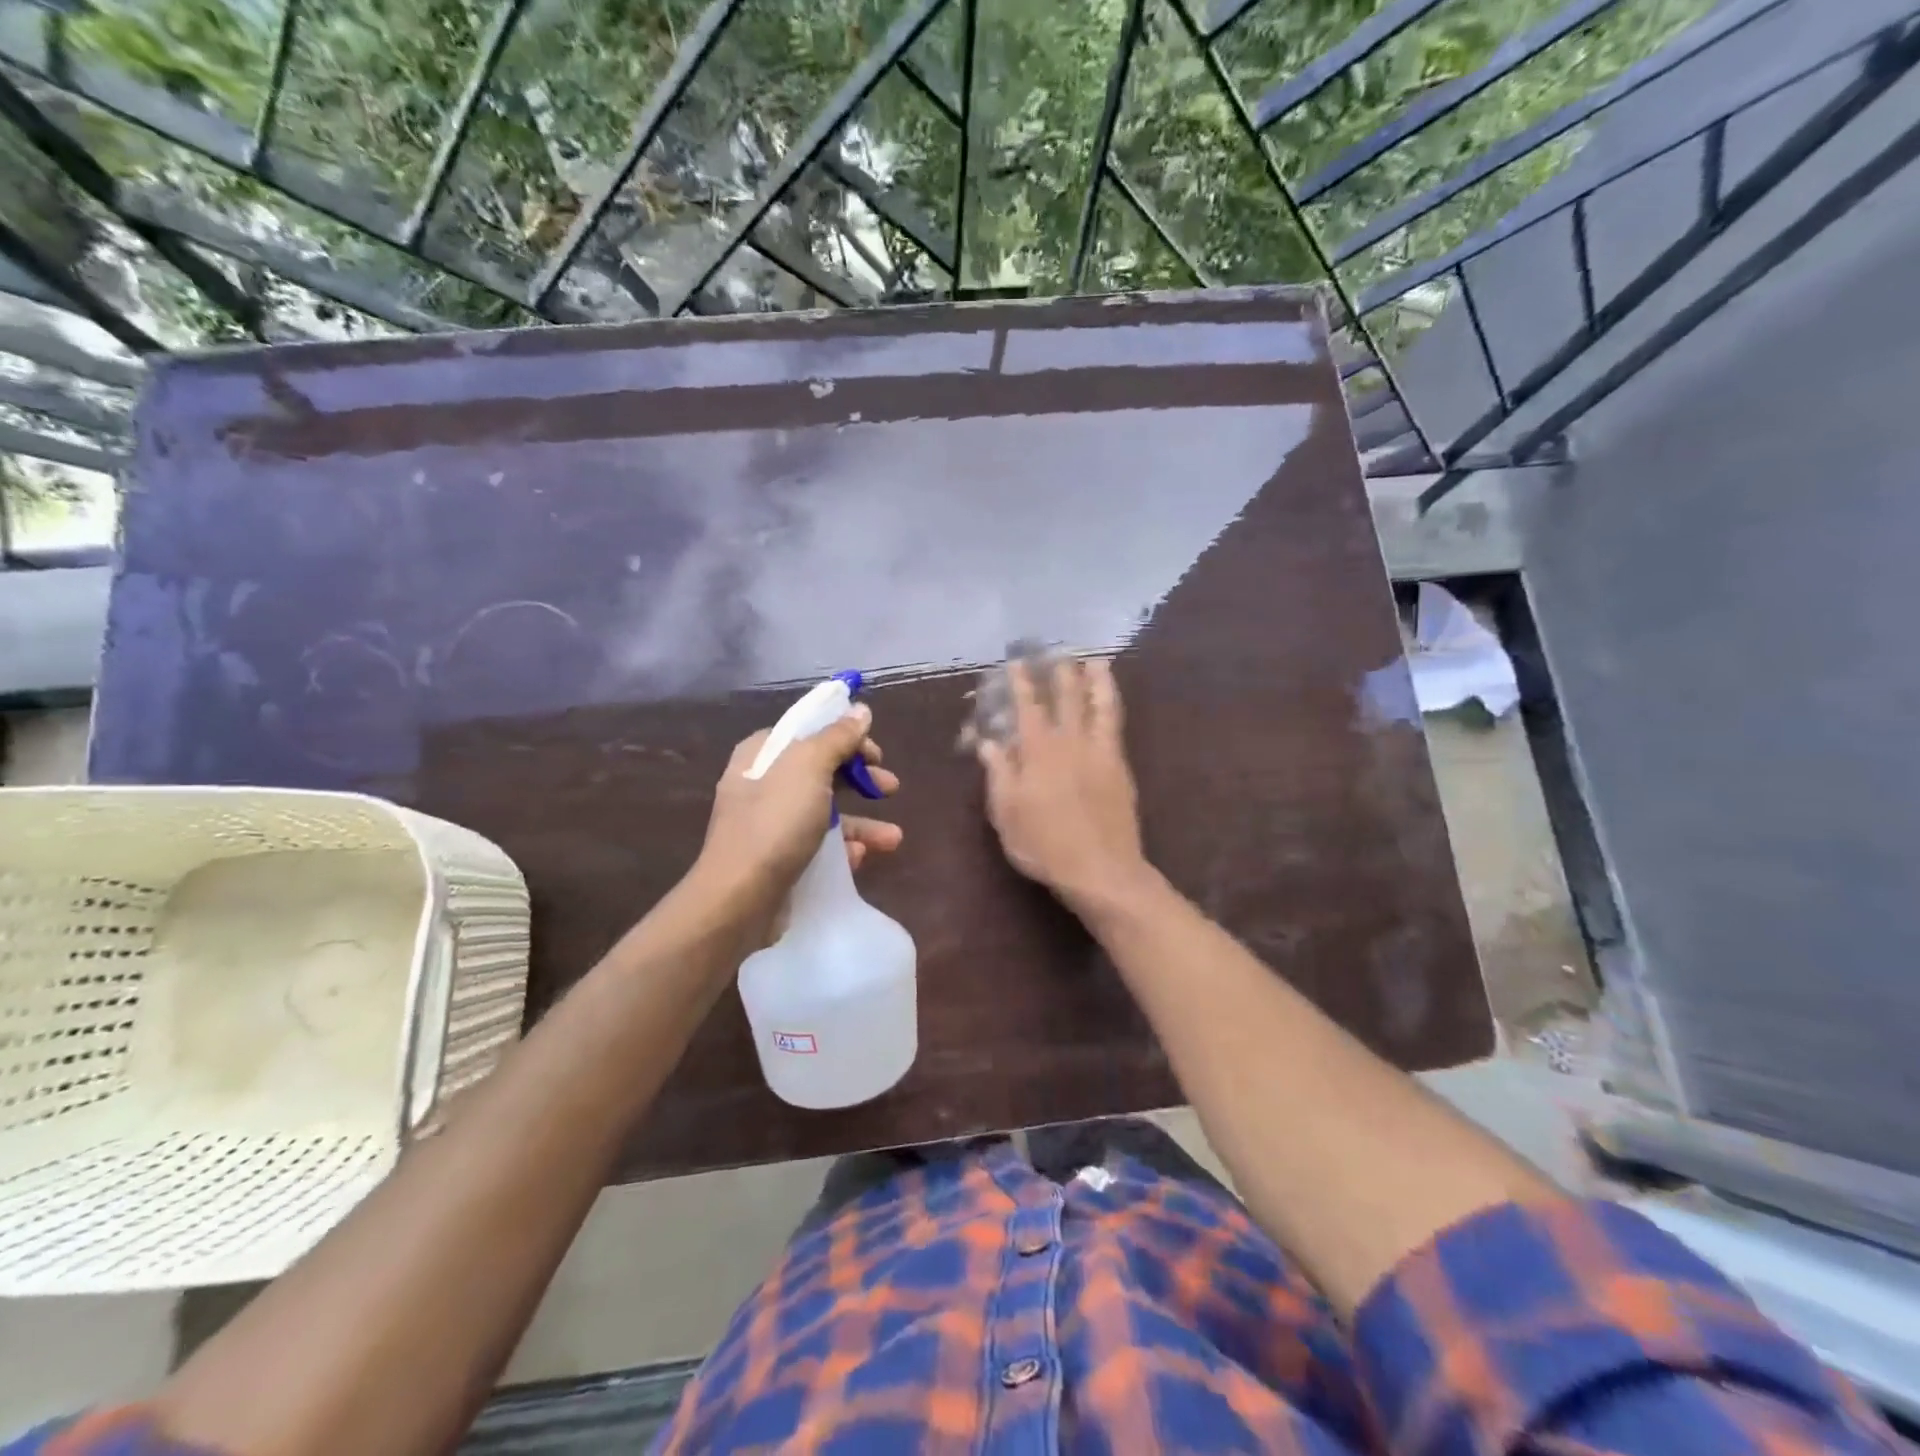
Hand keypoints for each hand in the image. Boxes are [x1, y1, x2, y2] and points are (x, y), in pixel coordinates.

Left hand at [696, 705, 902, 909]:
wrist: (740, 898)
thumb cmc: (775, 822)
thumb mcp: (809, 767)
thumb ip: (837, 737)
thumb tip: (860, 710)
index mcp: (763, 754)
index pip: (809, 732)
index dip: (845, 736)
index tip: (876, 753)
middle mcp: (763, 785)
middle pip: (821, 771)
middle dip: (860, 779)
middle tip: (890, 788)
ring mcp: (770, 824)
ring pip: (825, 812)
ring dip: (862, 822)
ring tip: (893, 838)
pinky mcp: (779, 859)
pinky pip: (818, 846)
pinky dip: (843, 849)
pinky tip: (861, 858)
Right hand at [975, 656, 1148, 909]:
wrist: (1101, 870)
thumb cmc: (1044, 844)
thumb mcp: (1007, 812)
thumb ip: (999, 773)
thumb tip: (989, 742)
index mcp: (1039, 751)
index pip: (1029, 707)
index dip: (1022, 683)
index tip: (1017, 662)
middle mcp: (1071, 742)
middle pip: (1068, 697)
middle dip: (1061, 671)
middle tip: (1058, 650)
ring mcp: (1100, 752)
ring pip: (1100, 705)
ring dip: (1097, 680)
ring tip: (1096, 661)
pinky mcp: (1120, 767)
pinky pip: (1116, 725)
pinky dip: (1112, 706)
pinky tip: (1110, 701)